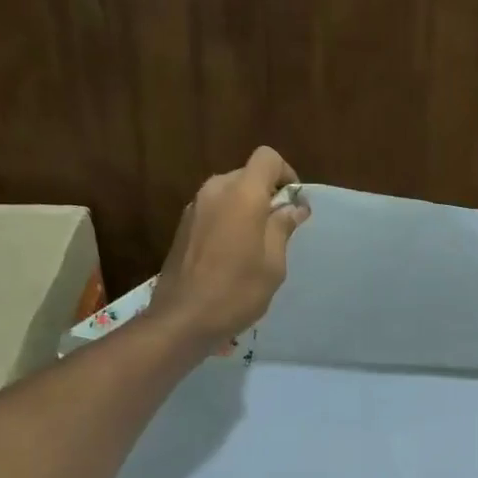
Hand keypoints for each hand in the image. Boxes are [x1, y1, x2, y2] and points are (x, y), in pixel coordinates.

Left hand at [147, 146, 310, 346]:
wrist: (182, 319)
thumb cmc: (237, 291)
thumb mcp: (273, 264)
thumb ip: (282, 228)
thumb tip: (293, 206)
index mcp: (241, 195)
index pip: (267, 158)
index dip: (286, 174)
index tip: (294, 203)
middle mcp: (215, 191)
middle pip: (247, 174)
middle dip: (267, 194)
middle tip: (281, 229)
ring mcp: (194, 208)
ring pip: (229, 193)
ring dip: (247, 209)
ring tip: (258, 245)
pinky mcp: (183, 226)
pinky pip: (214, 211)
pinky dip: (229, 221)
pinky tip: (233, 255)